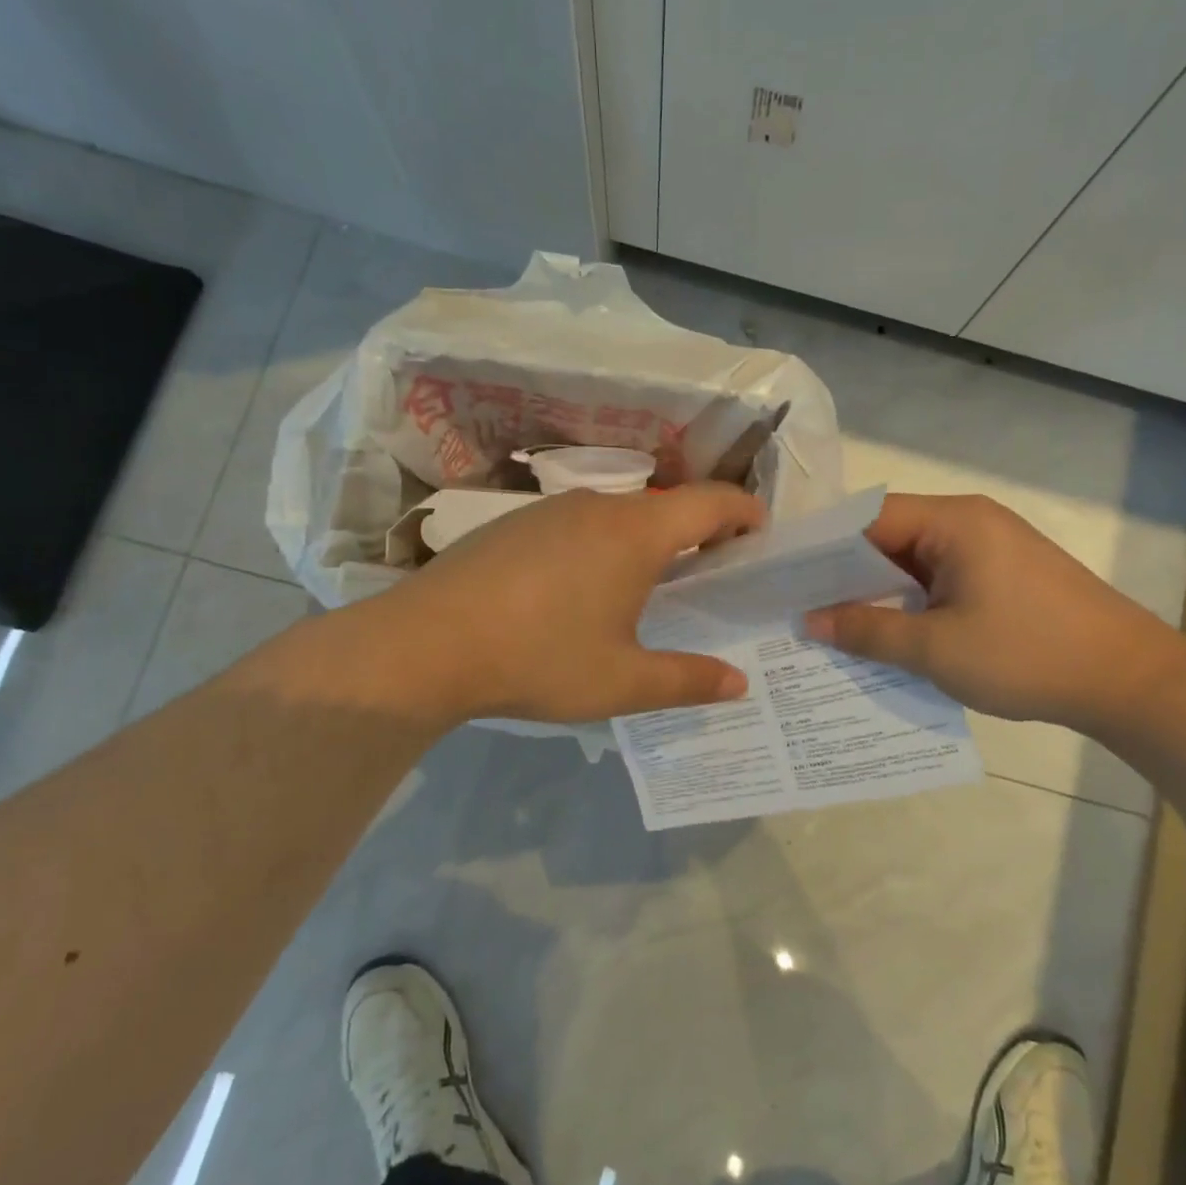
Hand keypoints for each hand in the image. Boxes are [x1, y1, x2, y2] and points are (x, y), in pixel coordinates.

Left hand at [330, 485, 764, 725]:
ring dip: (646, 540)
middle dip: (698, 532)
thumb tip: (739, 682)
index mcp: (636, 533)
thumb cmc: (538, 658)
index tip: (761, 535)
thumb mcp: (622, 682)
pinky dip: (602, 545)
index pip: (711, 502)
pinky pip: (578, 524)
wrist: (424, 644)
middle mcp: (598, 506)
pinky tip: (579, 590)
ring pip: (619, 515)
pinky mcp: (514, 523)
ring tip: (646, 587)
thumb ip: (688, 680)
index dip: (745, 512)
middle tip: (709, 576)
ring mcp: (551, 510)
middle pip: (666, 506)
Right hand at [803, 494, 1185, 732]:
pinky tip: (889, 634)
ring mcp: (992, 548)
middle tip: (800, 607)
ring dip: (880, 592)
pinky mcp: (1005, 575)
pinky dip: (912, 603)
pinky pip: (942, 580)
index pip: (868, 518)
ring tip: (835, 624)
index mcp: (954, 521)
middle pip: (890, 537)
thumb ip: (867, 631)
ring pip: (915, 562)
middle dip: (847, 574)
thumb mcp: (935, 649)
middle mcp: (971, 521)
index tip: (786, 578)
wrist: (1132, 682)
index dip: (824, 548)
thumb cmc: (1027, 655)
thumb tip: (810, 620)